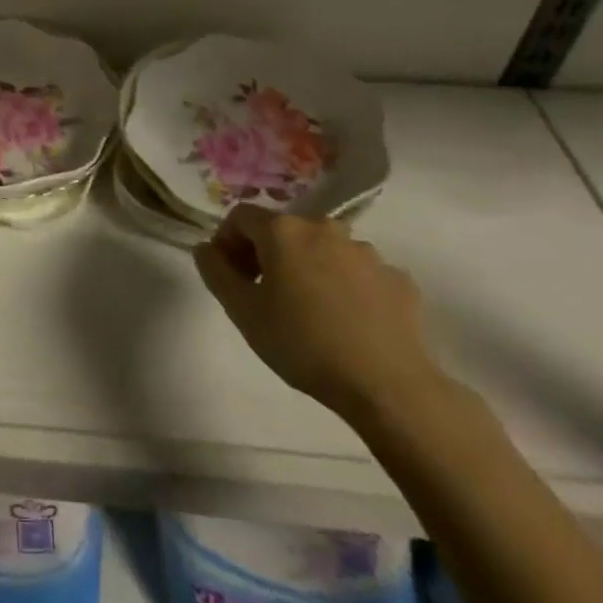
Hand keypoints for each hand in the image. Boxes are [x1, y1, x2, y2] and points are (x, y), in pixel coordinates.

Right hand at [194, 207, 446, 424]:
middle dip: (267, 254)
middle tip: (264, 294)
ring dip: (309, 268)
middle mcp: (324, 227)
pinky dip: (347, 287)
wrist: (388, 386)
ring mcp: (366, 251)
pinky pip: (360, 273)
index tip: (229, 276)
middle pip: (283, 230)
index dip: (227, 241)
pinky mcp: (398, 278)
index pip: (241, 217)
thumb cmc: (304, 344)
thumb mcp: (243, 312)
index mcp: (283, 230)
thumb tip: (205, 248)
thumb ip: (216, 272)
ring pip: (323, 250)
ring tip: (310, 311)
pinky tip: (348, 322)